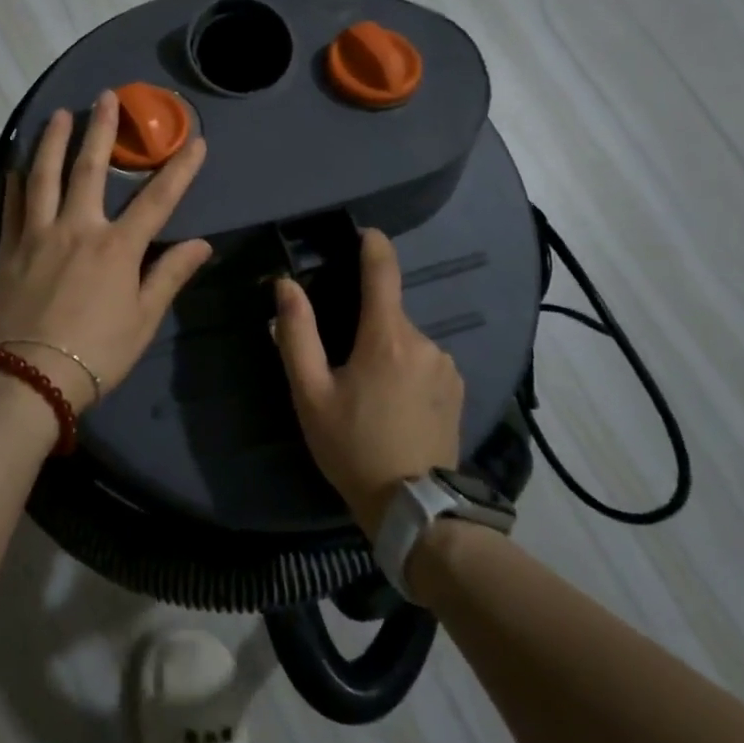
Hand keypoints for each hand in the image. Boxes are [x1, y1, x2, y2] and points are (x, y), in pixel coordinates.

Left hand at [0, 90, 212, 411]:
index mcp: (116, 248)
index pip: (157, 200)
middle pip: (92, 169)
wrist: (29, 379)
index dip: (180, 169)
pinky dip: (16, 182)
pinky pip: (13, 206)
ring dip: (54, 141)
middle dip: (103, 130)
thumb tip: (202, 244)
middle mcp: (77, 229)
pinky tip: (17, 166)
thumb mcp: (143, 320)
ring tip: (60, 114)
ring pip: (45, 176)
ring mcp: (38, 235)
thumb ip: (170, 276)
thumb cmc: (96, 354)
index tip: (196, 140)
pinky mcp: (10, 249)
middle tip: (107, 96)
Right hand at [274, 228, 465, 536]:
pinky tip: (393, 403)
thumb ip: (297, 333)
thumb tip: (286, 284)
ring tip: (366, 391)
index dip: (373, 244)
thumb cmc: (352, 446)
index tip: (362, 233)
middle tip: (340, 361)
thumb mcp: (310, 393)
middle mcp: (423, 341)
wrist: (415, 509)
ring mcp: (445, 365)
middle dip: (364, 321)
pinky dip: (405, 367)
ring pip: (405, 338)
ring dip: (385, 348)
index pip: (383, 270)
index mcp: (386, 337)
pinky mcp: (457, 387)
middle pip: (388, 311)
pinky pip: (424, 360)